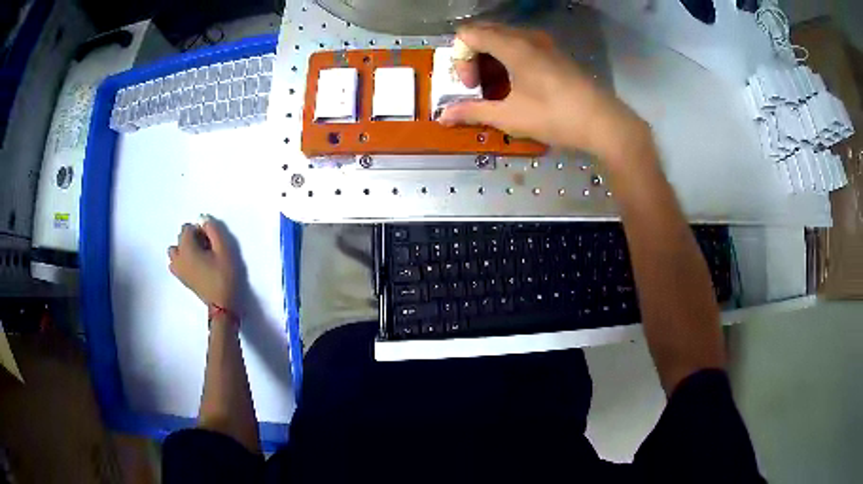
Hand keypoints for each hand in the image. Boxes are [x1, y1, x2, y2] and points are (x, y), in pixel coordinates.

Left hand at [168, 217, 237, 310]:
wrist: (221, 304)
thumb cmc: (224, 275)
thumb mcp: (224, 249)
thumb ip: (214, 230)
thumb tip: (203, 220)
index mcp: (187, 248)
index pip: (187, 228)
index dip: (200, 230)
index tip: (211, 240)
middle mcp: (178, 257)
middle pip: (181, 237)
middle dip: (192, 238)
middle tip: (208, 247)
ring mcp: (177, 269)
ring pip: (174, 250)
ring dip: (184, 248)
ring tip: (198, 255)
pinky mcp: (180, 278)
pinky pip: (174, 262)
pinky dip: (181, 259)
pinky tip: (192, 264)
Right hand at [439, 24, 650, 163]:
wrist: (604, 123)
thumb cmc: (555, 116)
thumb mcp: (510, 117)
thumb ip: (473, 112)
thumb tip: (443, 117)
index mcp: (512, 45)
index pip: (468, 34)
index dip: (460, 59)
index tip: (471, 85)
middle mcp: (526, 36)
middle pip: (484, 32)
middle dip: (472, 58)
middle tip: (478, 86)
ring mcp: (543, 43)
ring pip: (503, 38)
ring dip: (490, 59)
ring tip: (496, 88)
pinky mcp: (554, 53)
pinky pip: (520, 45)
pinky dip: (508, 59)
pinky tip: (517, 85)